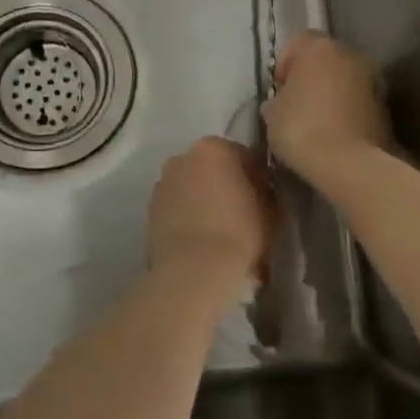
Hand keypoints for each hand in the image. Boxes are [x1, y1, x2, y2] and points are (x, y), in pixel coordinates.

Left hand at [148, 137, 273, 281]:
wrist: (195, 270)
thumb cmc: (239, 232)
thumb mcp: (270, 209)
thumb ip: (265, 191)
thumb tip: (261, 192)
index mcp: (213, 148)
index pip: (244, 155)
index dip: (258, 177)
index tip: (266, 197)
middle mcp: (182, 158)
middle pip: (212, 168)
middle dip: (227, 184)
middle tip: (244, 211)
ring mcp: (162, 184)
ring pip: (192, 187)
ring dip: (205, 200)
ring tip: (220, 228)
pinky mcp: (150, 212)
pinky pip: (177, 208)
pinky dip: (188, 216)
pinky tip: (201, 238)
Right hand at [261, 31, 392, 184]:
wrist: (350, 163)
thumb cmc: (302, 129)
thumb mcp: (272, 115)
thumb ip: (277, 99)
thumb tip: (281, 102)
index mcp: (319, 48)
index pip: (298, 42)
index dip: (285, 64)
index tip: (279, 89)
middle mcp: (350, 54)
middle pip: (325, 58)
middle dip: (311, 77)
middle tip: (296, 104)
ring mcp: (373, 78)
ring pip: (345, 78)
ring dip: (332, 93)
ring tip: (317, 122)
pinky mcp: (386, 105)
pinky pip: (359, 100)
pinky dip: (348, 109)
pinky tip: (335, 132)